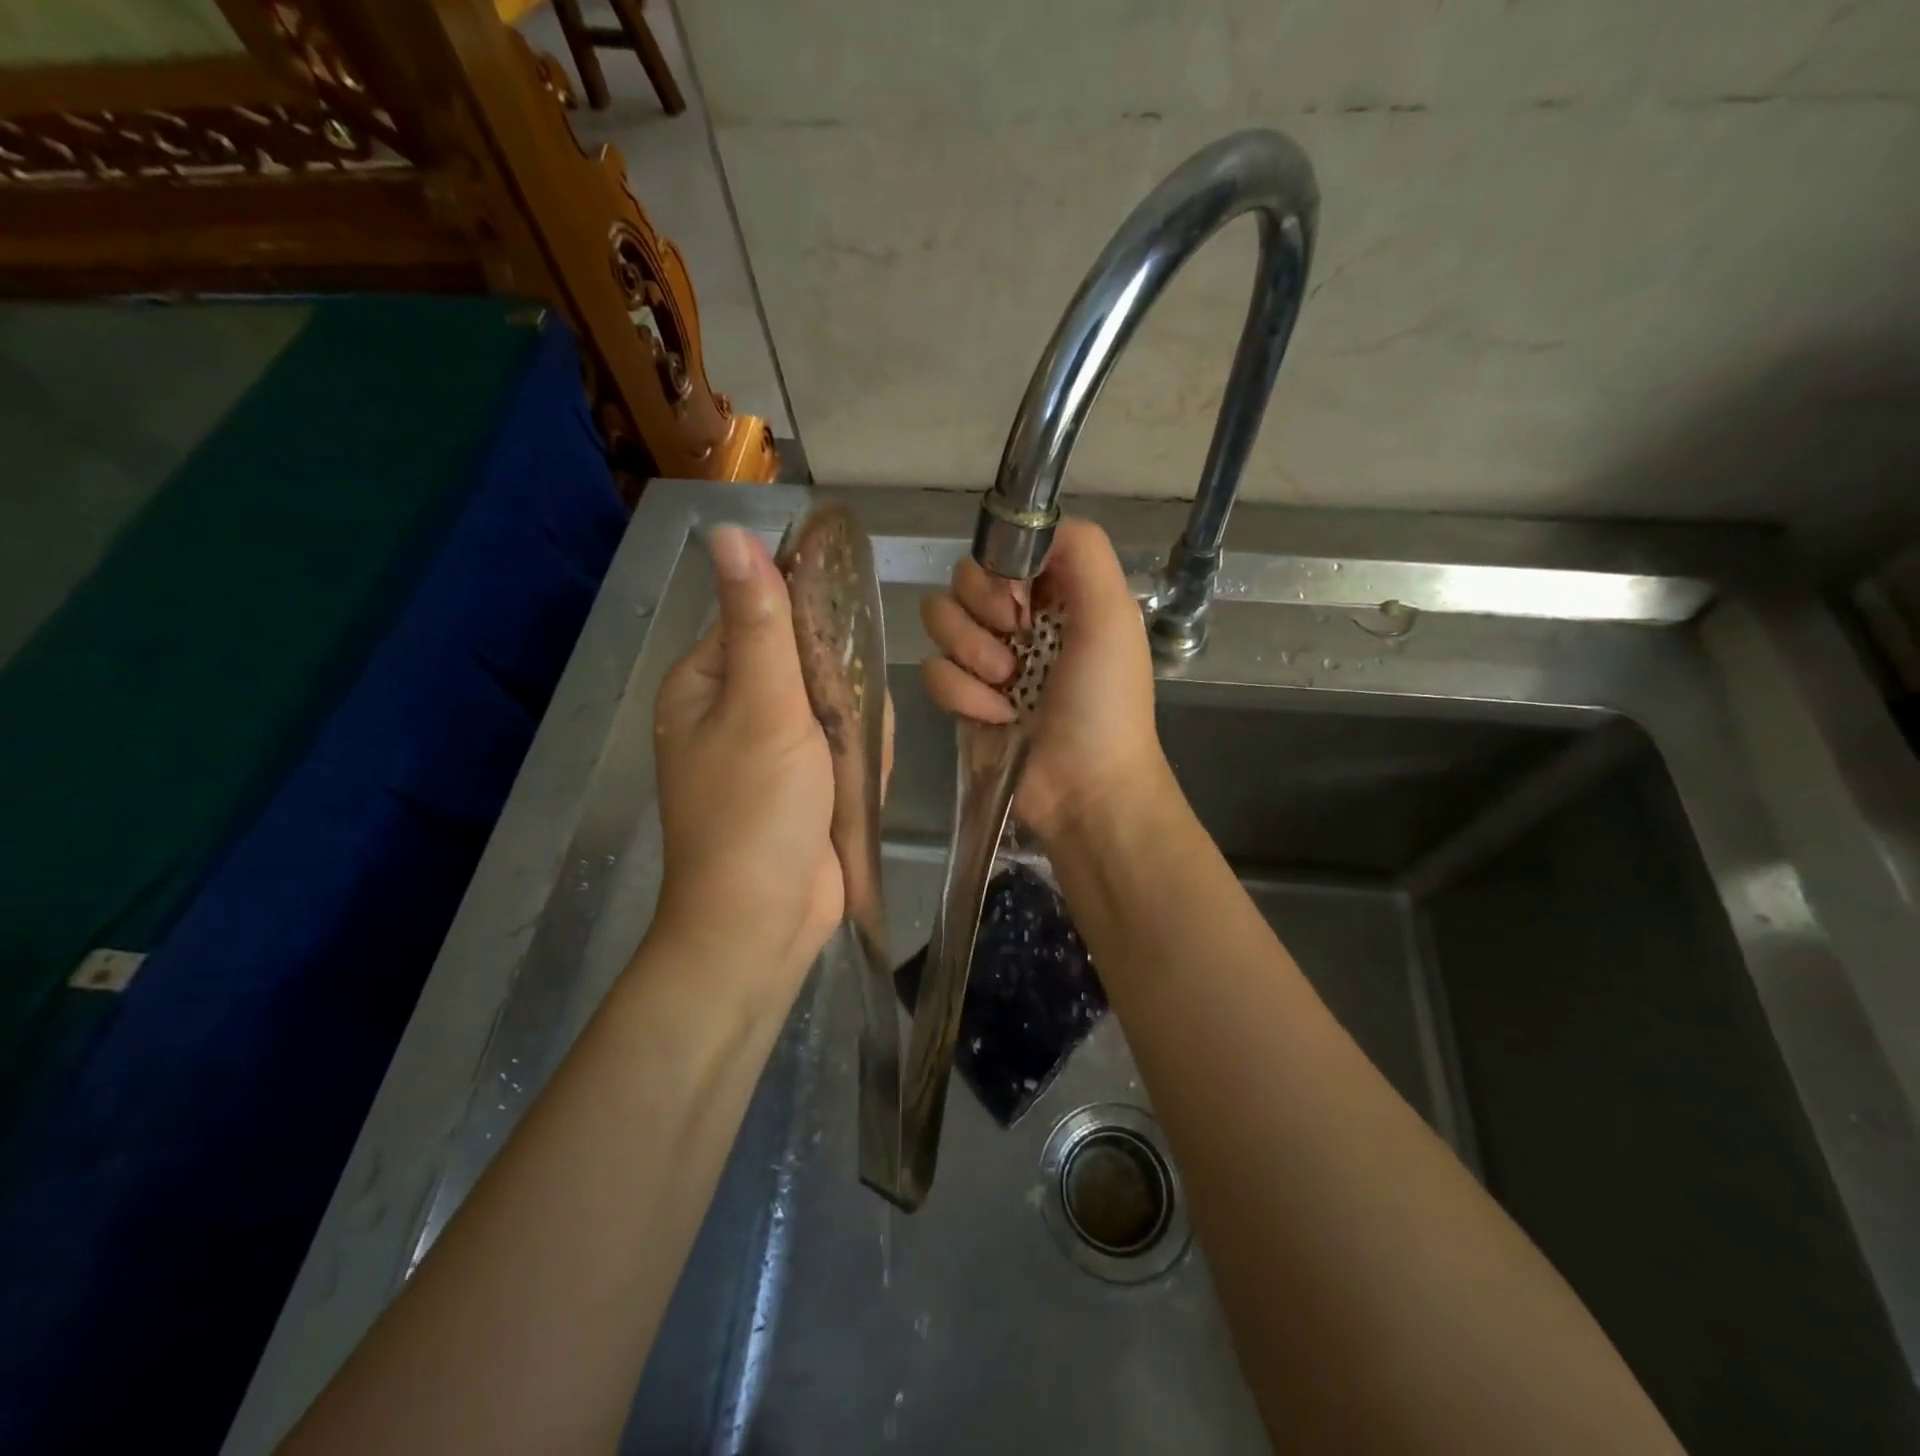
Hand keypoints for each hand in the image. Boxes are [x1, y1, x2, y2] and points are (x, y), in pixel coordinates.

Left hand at [652, 526, 840, 995]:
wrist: (765, 921)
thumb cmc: (756, 810)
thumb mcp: (763, 707)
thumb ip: (761, 622)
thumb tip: (730, 532)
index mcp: (707, 681)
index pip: (763, 614)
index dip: (811, 621)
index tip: (844, 647)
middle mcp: (735, 708)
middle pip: (809, 662)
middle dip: (840, 694)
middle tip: (842, 731)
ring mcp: (773, 748)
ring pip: (836, 706)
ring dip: (854, 733)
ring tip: (846, 773)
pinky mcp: (804, 783)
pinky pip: (844, 748)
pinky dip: (857, 765)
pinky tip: (854, 790)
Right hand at [920, 518, 1171, 842]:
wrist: (1084, 787)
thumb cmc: (1105, 702)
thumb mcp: (1113, 615)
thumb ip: (1083, 551)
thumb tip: (1031, 527)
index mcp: (1056, 594)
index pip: (1003, 548)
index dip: (1001, 566)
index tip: (1020, 597)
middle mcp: (1018, 619)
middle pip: (962, 578)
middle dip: (983, 610)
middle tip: (1014, 641)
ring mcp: (986, 658)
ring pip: (938, 619)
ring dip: (971, 653)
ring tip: (1006, 684)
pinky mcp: (962, 697)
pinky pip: (933, 671)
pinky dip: (962, 695)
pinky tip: (996, 717)